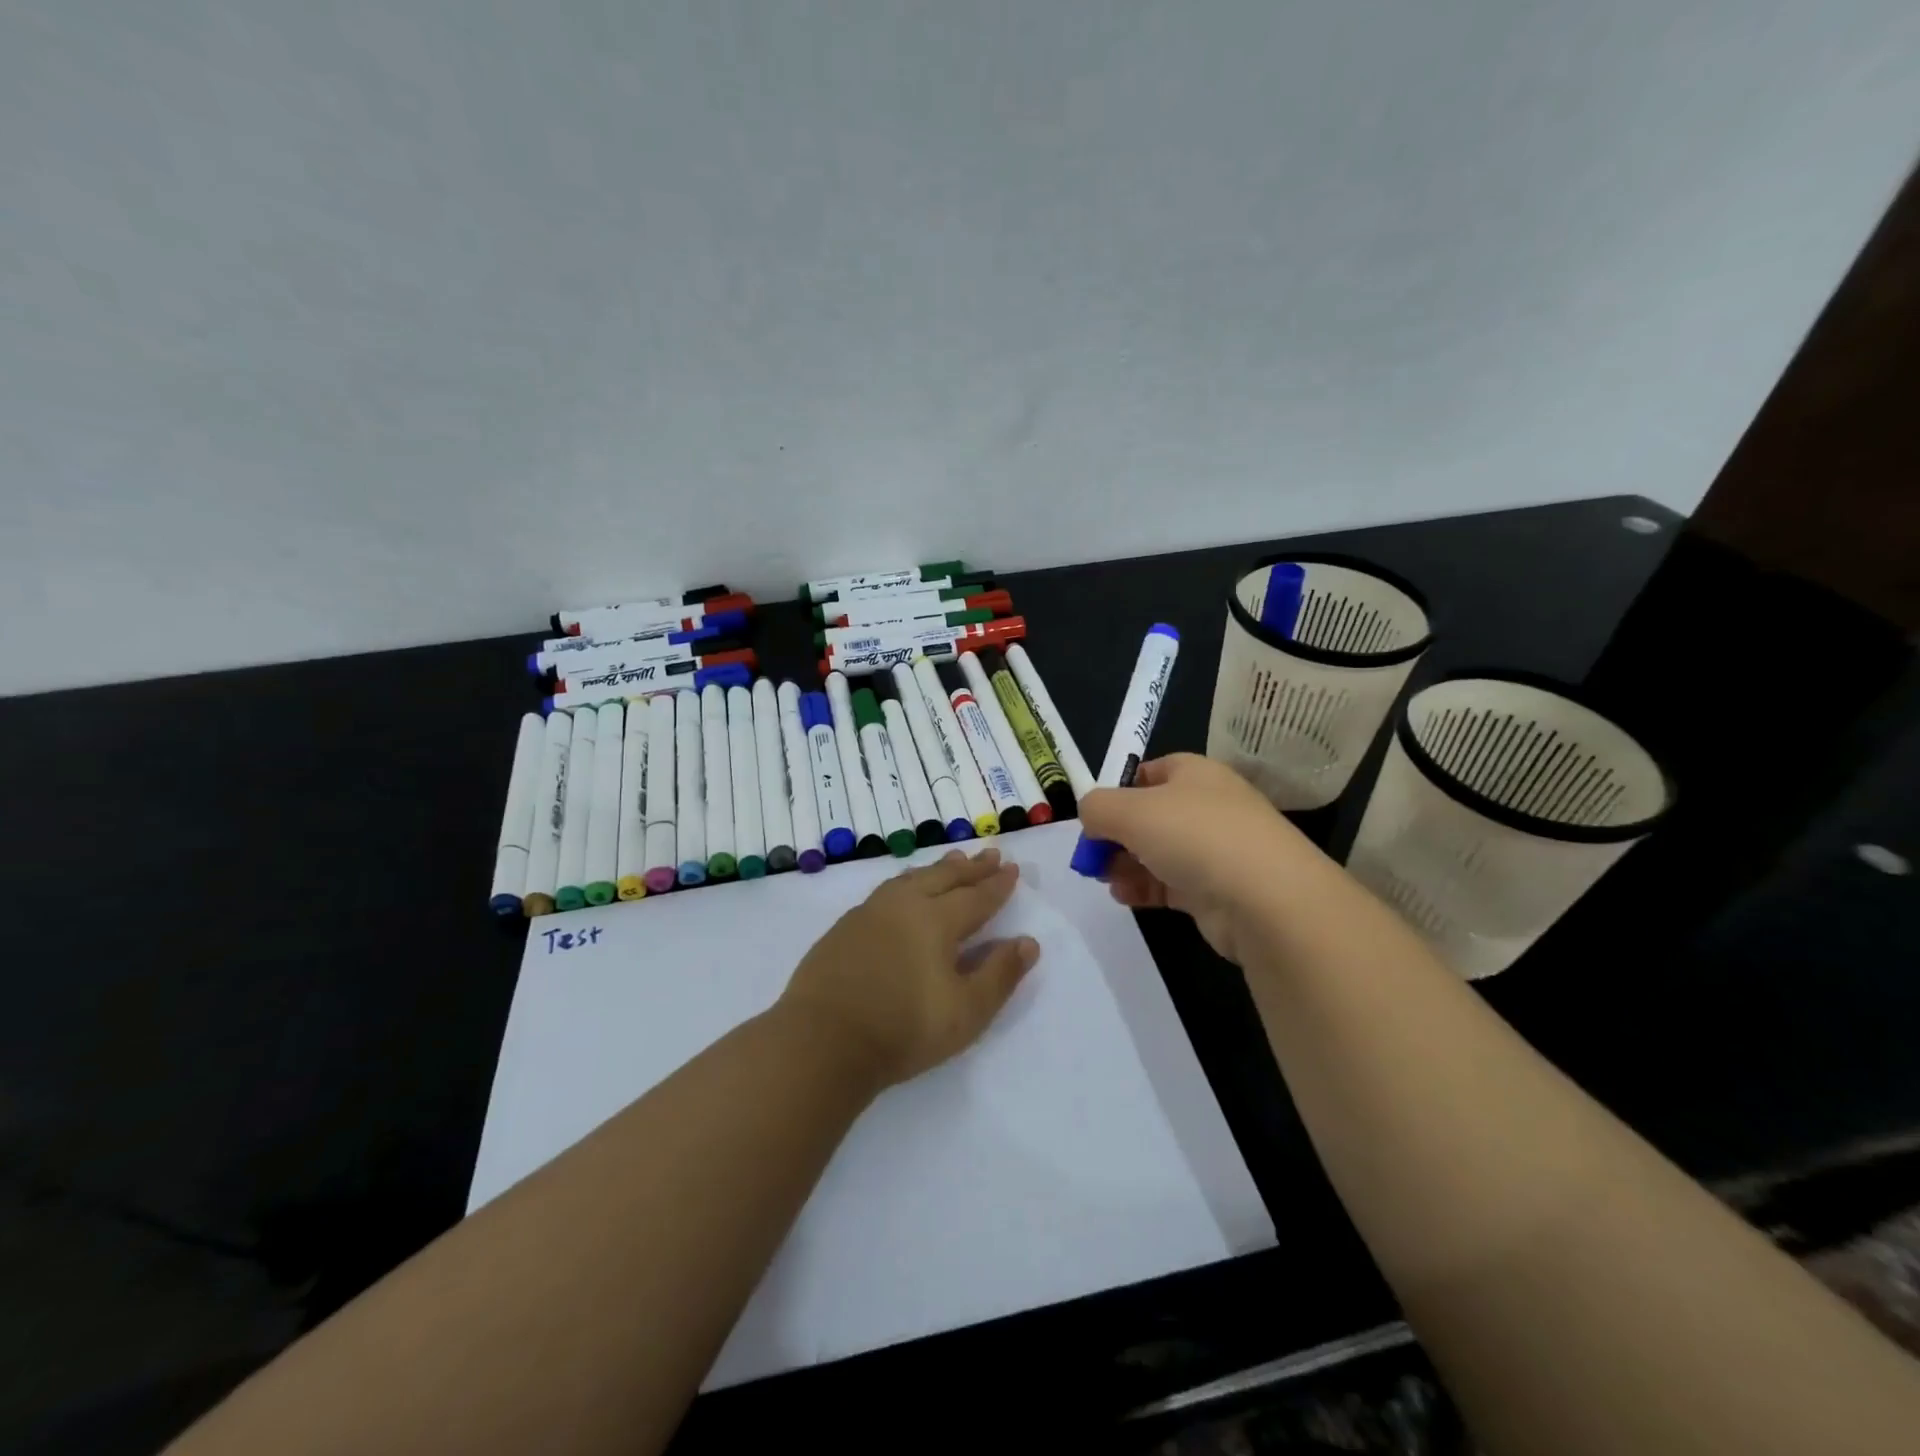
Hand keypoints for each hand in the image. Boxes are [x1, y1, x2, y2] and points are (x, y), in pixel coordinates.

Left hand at [778, 848, 1040, 1088]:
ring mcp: (869, 913)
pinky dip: (907, 882)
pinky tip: (904, 890)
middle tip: (989, 854)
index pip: (976, 897)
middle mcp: (904, 905)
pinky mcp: (845, 927)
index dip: (997, 884)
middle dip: (970, 867)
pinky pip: (887, 890)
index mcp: (936, 921)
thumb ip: (999, 975)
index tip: (1012, 868)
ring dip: (937, 869)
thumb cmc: (903, 1029)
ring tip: (951, 861)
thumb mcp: (966, 1012)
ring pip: (911, 879)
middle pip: (944, 878)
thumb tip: (1027, 942)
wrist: (823, 1041)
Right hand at [1077, 753, 1322, 964]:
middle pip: (1151, 815)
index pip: (1151, 772)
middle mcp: (1208, 806)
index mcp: (1195, 774)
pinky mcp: (1218, 891)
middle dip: (1116, 834)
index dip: (1119, 790)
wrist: (1266, 899)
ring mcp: (1217, 850)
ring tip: (1103, 878)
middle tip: (1090, 855)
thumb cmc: (1194, 835)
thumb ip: (1097, 808)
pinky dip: (1144, 888)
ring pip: (1159, 852)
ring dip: (1126, 864)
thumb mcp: (1129, 810)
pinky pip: (1171, 884)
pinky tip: (1124, 896)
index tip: (1095, 815)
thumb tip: (1090, 816)